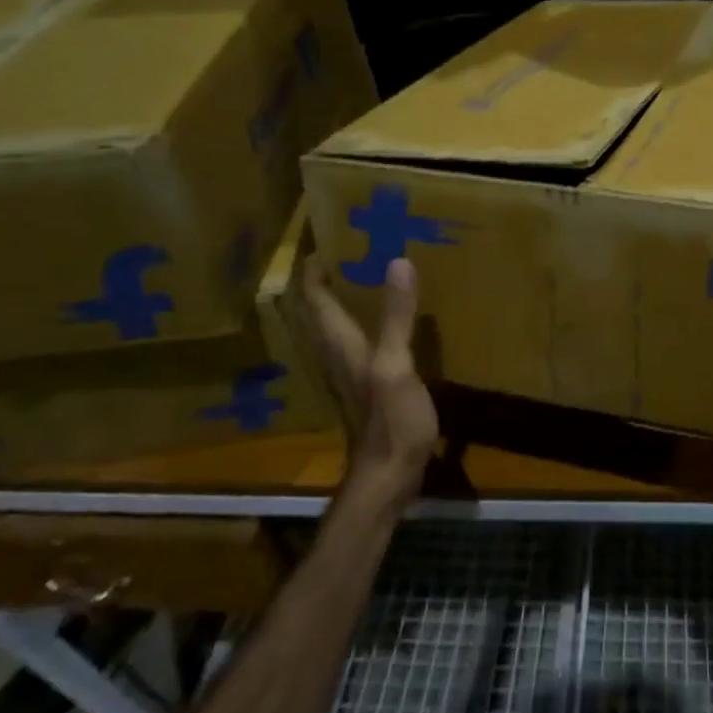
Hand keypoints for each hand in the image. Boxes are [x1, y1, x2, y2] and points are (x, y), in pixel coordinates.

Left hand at [301, 257, 438, 500]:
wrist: (389, 476)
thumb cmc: (390, 421)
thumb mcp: (396, 366)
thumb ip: (396, 317)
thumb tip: (397, 261)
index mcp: (341, 344)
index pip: (315, 297)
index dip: (314, 268)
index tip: (328, 236)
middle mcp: (339, 353)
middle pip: (321, 310)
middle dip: (328, 278)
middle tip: (350, 247)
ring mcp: (352, 371)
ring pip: (337, 325)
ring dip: (344, 298)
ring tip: (366, 272)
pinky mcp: (368, 384)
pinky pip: (359, 340)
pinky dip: (366, 320)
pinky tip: (387, 317)